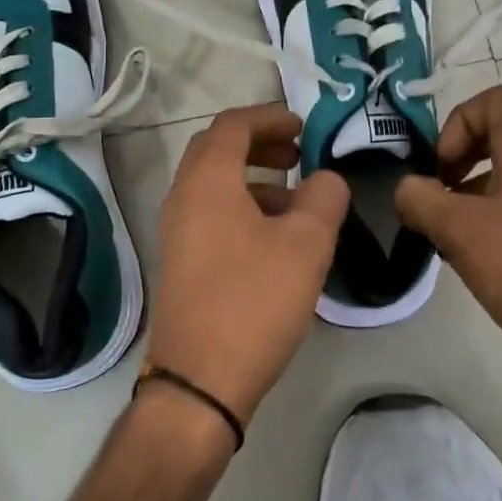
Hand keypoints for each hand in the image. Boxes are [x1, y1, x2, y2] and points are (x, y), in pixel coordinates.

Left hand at [148, 103, 350, 425]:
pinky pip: (210, 213)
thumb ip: (324, 198)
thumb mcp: (306, 245)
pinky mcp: (181, 262)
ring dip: (253, 178)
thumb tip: (325, 180)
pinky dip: (242, 206)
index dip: (269, 117)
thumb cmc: (254, 302)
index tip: (303, 126)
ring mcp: (176, 232)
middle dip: (259, 142)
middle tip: (297, 153)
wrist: (199, 383)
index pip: (233, 125)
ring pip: (214, 184)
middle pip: (216, 149)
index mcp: (207, 182)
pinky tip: (275, 239)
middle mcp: (183, 198)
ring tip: (295, 201)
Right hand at [394, 85, 501, 400]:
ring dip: (461, 198)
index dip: (460, 121)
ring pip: (497, 182)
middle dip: (453, 160)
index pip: (498, 100)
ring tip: (439, 235)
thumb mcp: (460, 229)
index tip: (442, 166)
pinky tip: (463, 261)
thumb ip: (421, 199)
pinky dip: (478, 227)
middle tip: (432, 197)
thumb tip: (406, 190)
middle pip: (494, 138)